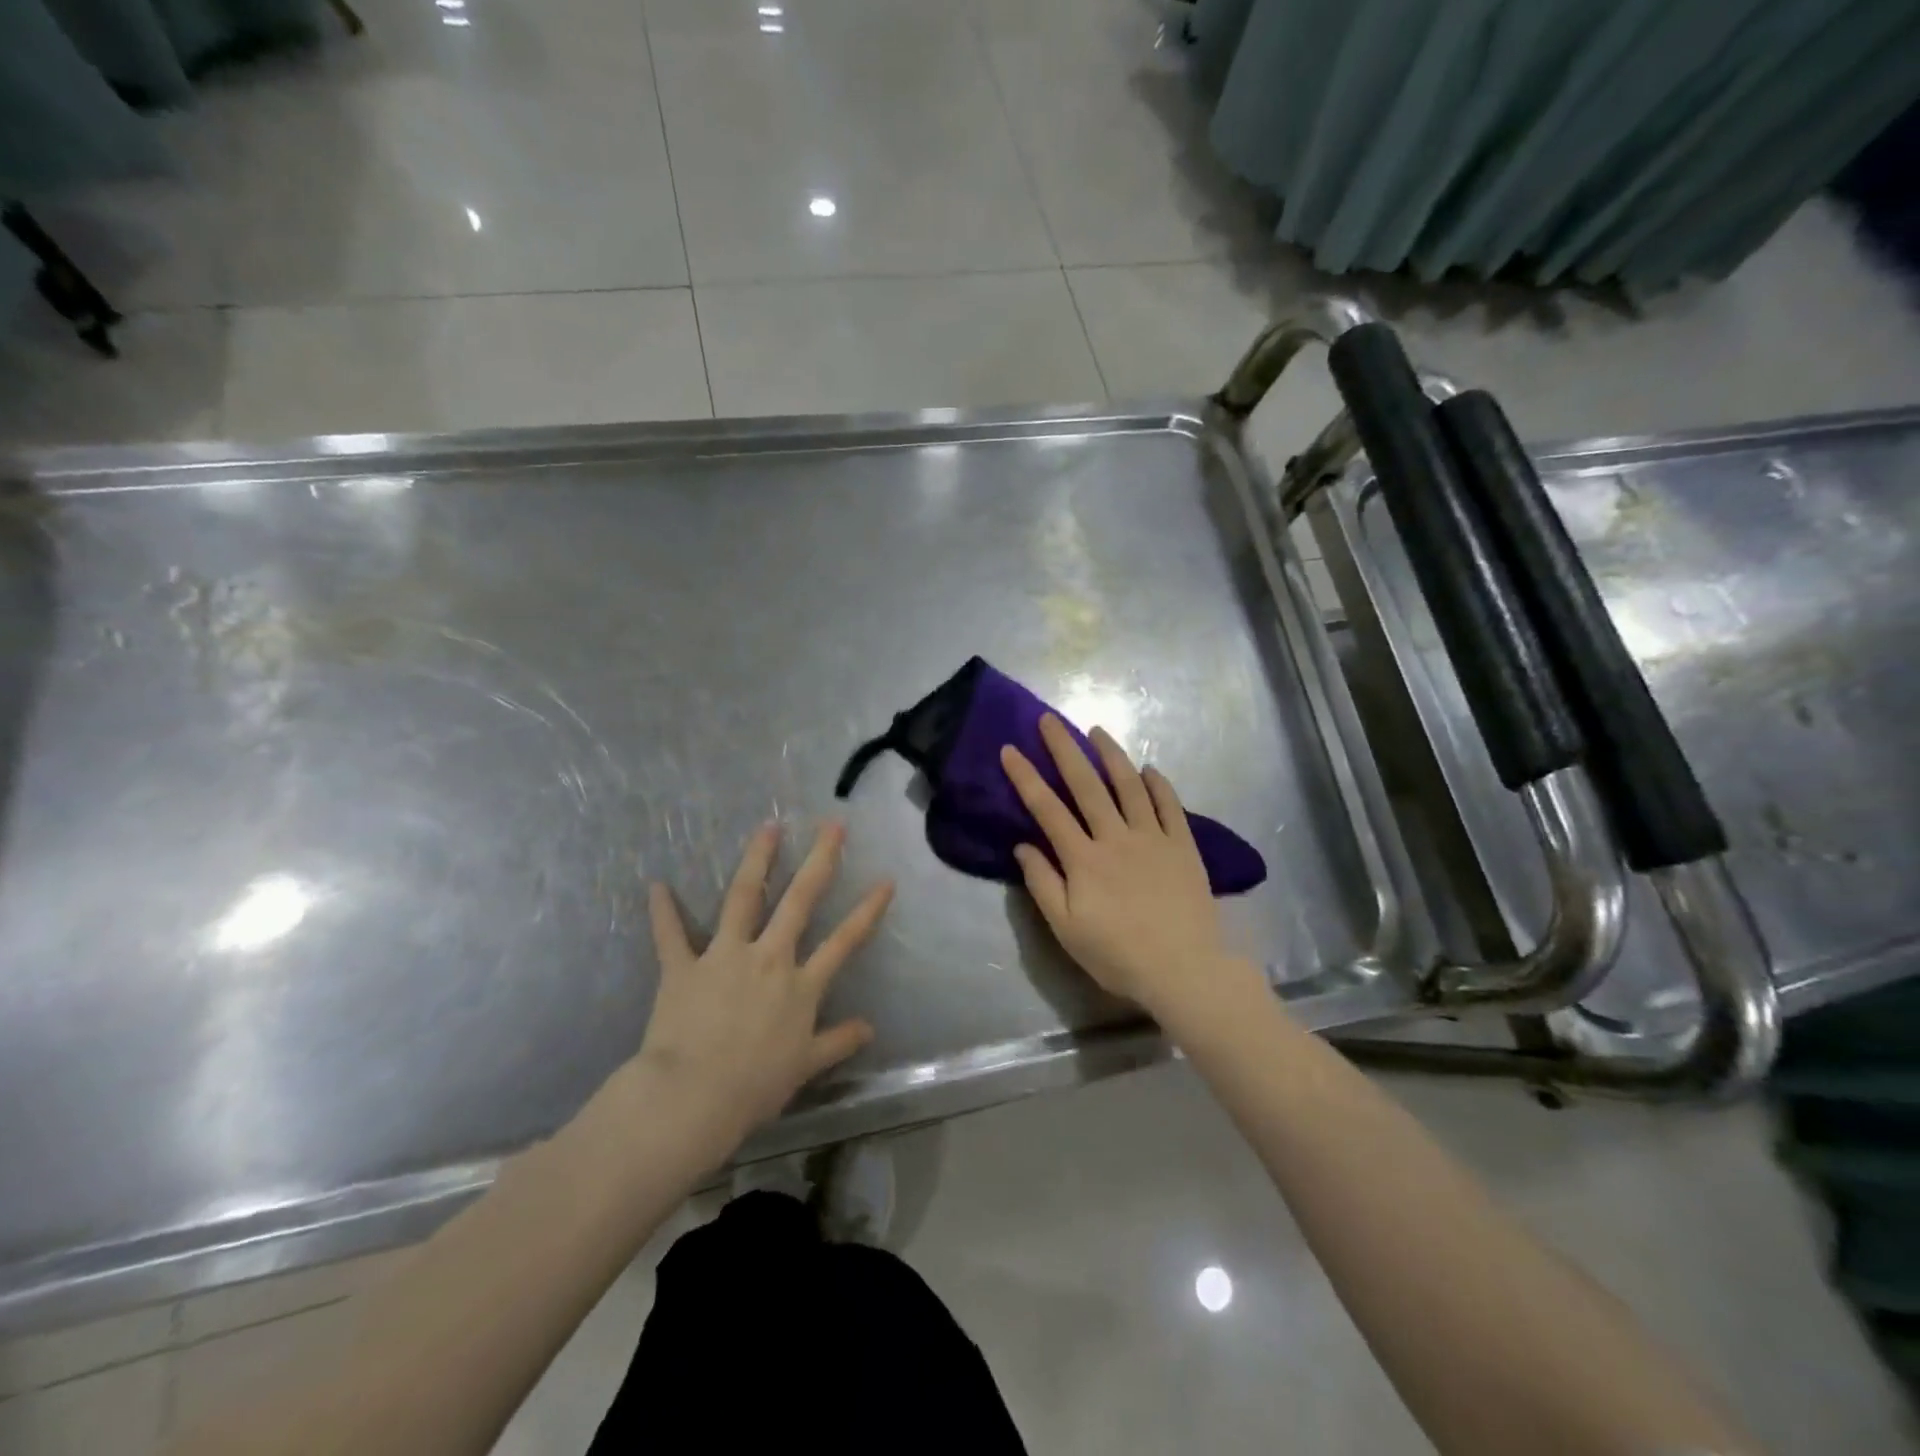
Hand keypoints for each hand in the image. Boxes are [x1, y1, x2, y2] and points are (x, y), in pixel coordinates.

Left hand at [638, 820, 892, 1148]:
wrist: (692, 1097)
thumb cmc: (754, 1087)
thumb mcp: (805, 1067)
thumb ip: (838, 1042)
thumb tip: (869, 1028)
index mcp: (801, 985)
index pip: (845, 941)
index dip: (868, 910)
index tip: (886, 880)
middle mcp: (769, 958)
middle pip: (800, 900)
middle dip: (820, 860)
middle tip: (832, 825)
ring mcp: (725, 956)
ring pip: (743, 898)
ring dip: (757, 861)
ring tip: (767, 828)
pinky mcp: (683, 967)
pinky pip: (671, 934)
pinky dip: (663, 911)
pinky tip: (656, 885)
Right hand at [1001, 716, 1255, 1021]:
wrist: (1184, 970)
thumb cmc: (1118, 955)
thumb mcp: (1066, 929)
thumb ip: (1042, 884)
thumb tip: (1023, 845)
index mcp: (1083, 859)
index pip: (1047, 809)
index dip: (1026, 777)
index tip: (1009, 749)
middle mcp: (1116, 837)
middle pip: (1086, 785)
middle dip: (1064, 749)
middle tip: (1049, 719)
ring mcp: (1153, 838)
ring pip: (1129, 786)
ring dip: (1111, 755)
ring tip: (1096, 731)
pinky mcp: (1183, 845)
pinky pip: (1169, 806)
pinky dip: (1158, 784)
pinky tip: (1149, 769)